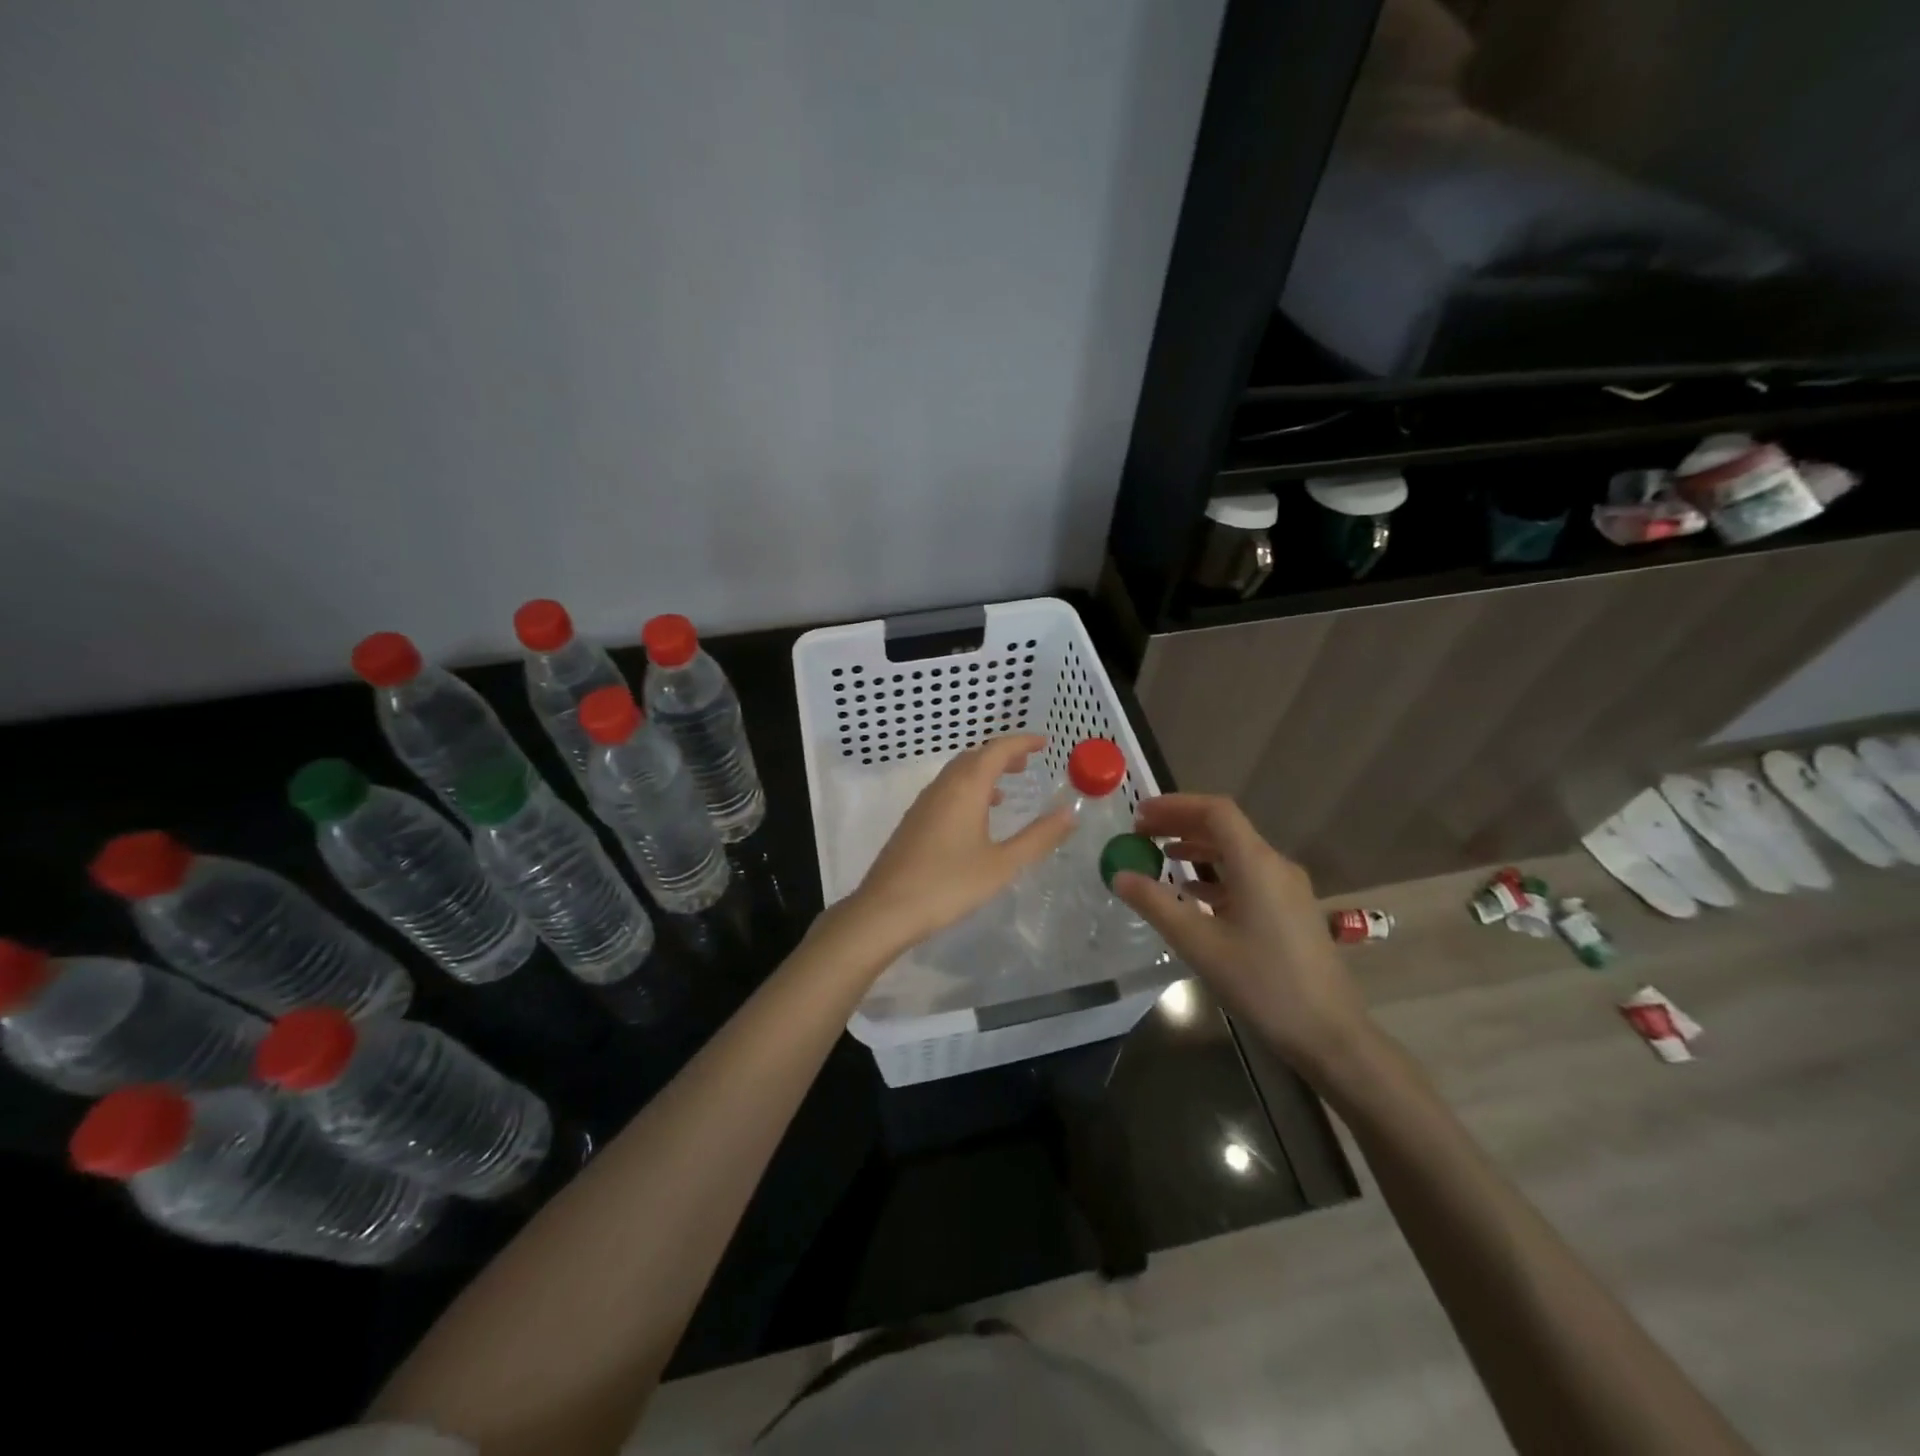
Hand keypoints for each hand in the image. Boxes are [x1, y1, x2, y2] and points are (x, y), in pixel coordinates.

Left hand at [844, 733, 1073, 953]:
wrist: (886, 909)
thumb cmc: (949, 884)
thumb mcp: (1002, 864)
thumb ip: (1038, 837)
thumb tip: (1070, 812)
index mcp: (966, 788)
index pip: (997, 750)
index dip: (1022, 742)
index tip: (1044, 742)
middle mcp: (943, 787)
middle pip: (974, 756)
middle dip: (1002, 755)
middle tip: (1027, 764)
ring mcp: (923, 803)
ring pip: (957, 773)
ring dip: (982, 772)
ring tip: (1005, 790)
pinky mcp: (913, 821)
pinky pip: (945, 791)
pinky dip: (966, 790)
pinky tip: (974, 819)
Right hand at [1112, 794, 1372, 1077]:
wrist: (1328, 1034)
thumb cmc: (1262, 983)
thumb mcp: (1199, 944)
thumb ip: (1156, 904)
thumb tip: (1119, 875)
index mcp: (1256, 864)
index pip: (1216, 811)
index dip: (1175, 805)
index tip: (1139, 814)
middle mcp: (1275, 866)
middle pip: (1225, 828)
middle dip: (1180, 824)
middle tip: (1140, 832)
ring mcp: (1286, 889)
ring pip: (1236, 852)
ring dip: (1196, 847)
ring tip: (1158, 856)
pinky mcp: (1289, 911)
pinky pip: (1246, 876)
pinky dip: (1214, 873)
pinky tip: (1192, 892)